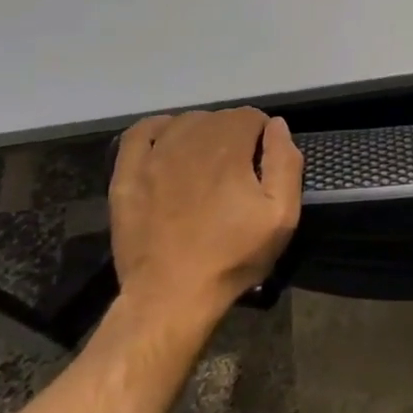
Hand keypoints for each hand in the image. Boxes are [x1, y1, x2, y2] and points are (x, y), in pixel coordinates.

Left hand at [108, 107, 302, 322]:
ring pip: (184, 123)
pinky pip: (140, 133)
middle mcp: (189, 140)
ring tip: (208, 166)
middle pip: (219, 118)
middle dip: (235, 136)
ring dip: (202, 135)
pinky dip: (158, 130)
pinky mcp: (127, 175)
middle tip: (239, 173)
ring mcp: (153, 156)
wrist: (170, 296)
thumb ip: (285, 163)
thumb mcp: (281, 215)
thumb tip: (277, 126)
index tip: (264, 165)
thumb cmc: (232, 256)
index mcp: (229, 147)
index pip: (251, 117)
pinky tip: (168, 145)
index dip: (264, 137)